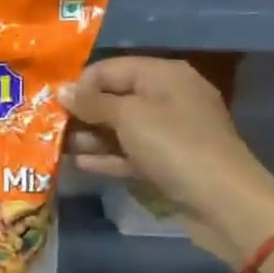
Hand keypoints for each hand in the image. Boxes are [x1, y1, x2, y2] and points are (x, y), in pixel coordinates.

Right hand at [63, 56, 273, 265]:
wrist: (225, 203)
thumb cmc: (175, 146)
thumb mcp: (129, 117)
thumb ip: (92, 103)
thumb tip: (62, 91)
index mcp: (163, 75)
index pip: (110, 69)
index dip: (80, 84)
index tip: (52, 104)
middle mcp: (167, 97)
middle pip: (114, 98)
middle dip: (83, 112)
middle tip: (48, 127)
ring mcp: (169, 133)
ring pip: (120, 128)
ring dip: (90, 137)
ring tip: (57, 147)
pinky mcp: (168, 163)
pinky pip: (130, 153)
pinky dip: (107, 157)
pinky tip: (79, 163)